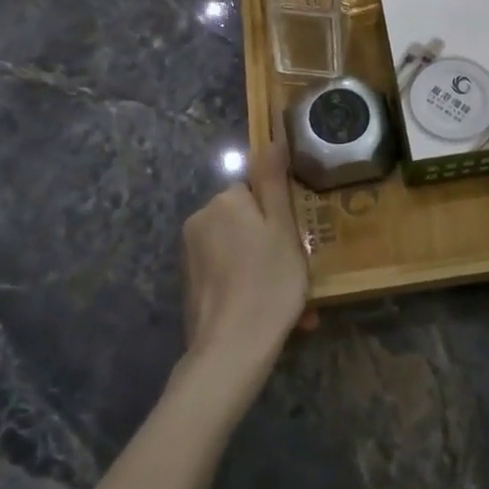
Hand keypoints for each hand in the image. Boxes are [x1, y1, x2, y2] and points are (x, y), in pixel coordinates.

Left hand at [180, 133, 310, 380]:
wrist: (230, 351)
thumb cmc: (267, 282)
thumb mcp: (282, 227)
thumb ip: (273, 181)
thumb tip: (270, 138)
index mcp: (224, 201)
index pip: (257, 191)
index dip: (280, 214)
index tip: (298, 240)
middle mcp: (200, 221)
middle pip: (247, 221)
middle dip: (272, 244)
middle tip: (298, 273)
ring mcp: (192, 256)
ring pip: (240, 251)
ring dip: (265, 269)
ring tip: (293, 304)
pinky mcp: (191, 286)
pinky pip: (229, 275)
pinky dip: (249, 287)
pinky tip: (270, 314)